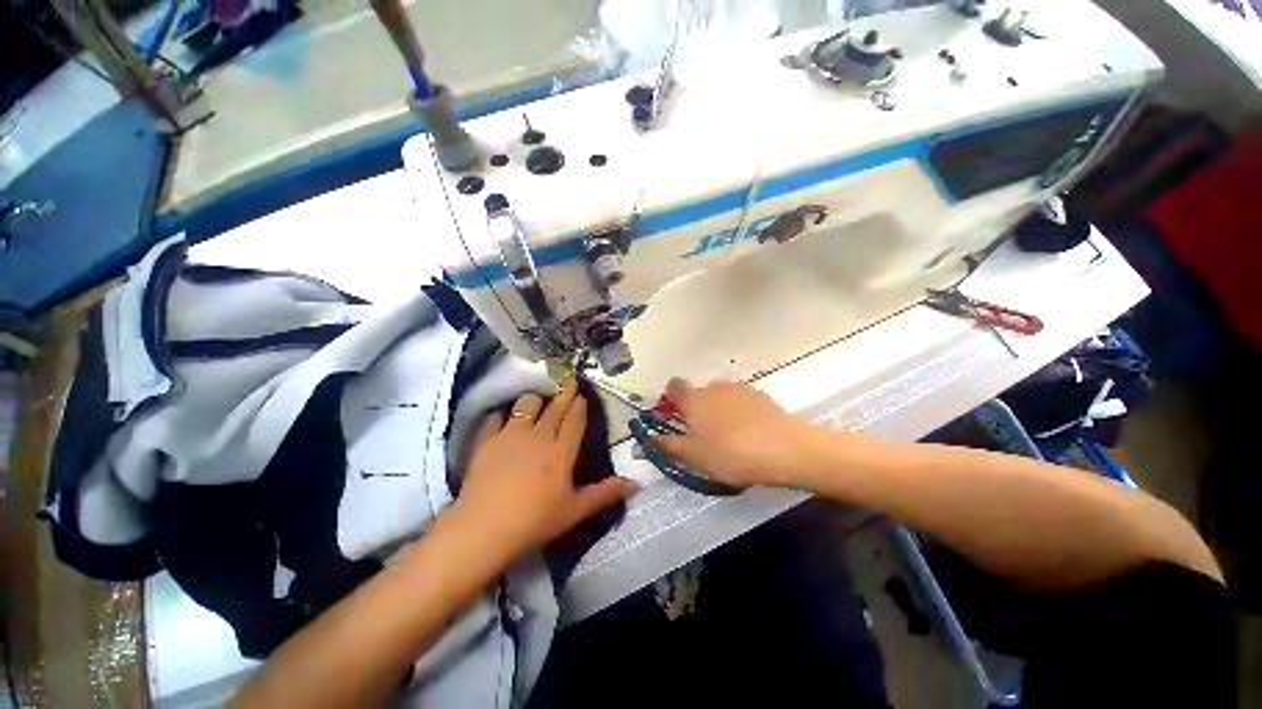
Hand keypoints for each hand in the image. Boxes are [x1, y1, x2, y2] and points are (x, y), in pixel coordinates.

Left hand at [453, 379, 635, 560]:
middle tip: (570, 381)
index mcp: (562, 451)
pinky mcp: (486, 440)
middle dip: (565, 393)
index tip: (582, 394)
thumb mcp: (575, 510)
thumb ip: (604, 493)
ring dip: (534, 400)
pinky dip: (501, 416)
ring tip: (537, 402)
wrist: (484, 529)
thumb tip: (635, 483)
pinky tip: (502, 419)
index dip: (580, 405)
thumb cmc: (534, 521)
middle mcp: (539, 435)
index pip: (575, 420)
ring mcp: (511, 435)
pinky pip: (495, 418)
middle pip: (555, 408)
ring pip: (526, 404)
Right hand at [650, 379, 830, 488]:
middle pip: (698, 393)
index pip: (673, 386)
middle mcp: (714, 387)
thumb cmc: (730, 453)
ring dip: (718, 411)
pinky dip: (738, 412)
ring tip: (729, 438)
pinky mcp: (760, 396)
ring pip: (720, 397)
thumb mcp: (693, 456)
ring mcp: (739, 389)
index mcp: (694, 399)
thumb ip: (665, 446)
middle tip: (703, 437)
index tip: (676, 419)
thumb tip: (635, 445)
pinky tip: (749, 433)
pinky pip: (740, 401)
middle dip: (697, 410)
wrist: (784, 449)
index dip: (671, 399)